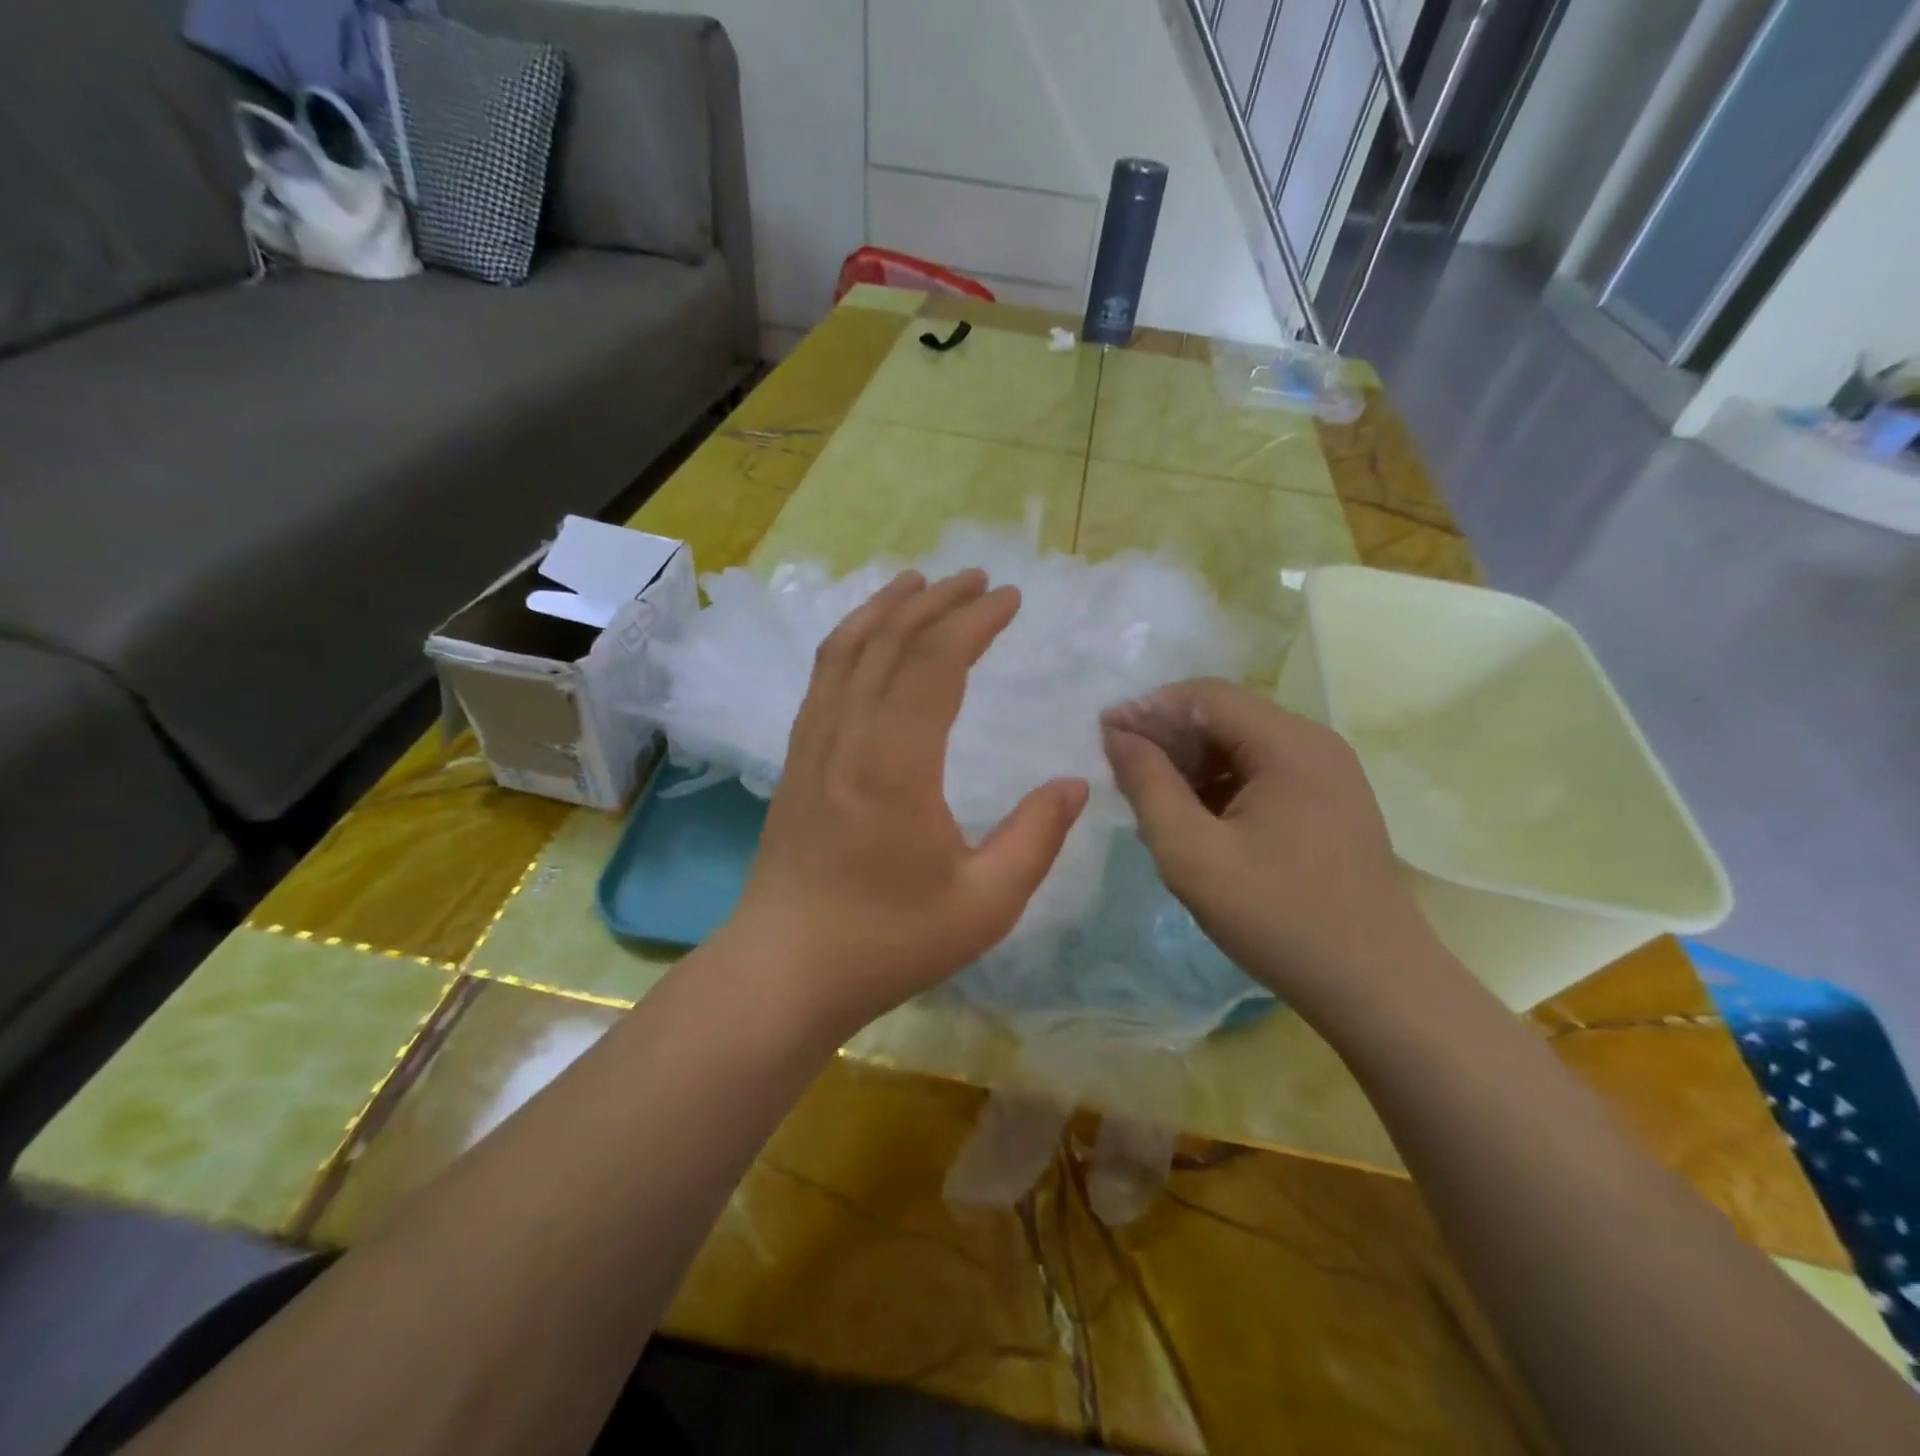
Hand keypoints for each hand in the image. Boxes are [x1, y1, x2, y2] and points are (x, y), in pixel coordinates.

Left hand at [723, 569, 1089, 1040]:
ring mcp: (812, 745)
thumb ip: (1035, 838)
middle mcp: (847, 737)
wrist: (784, 971)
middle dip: (937, 601)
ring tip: (919, 582)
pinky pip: (823, 678)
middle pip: (890, 642)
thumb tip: (1074, 784)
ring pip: (846, 650)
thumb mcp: (984, 904)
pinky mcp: (796, 760)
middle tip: (979, 579)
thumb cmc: (886, 942)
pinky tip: (868, 640)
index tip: (1009, 597)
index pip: (935, 663)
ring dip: (886, 608)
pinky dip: (851, 640)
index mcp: (894, 764)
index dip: (974, 621)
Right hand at [1102, 678, 1453, 1024]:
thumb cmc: (1278, 918)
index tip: (1102, 737)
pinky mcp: (1329, 802)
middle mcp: (1314, 743)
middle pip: (1225, 715)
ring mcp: (1328, 773)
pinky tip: (1195, 816)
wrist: (1376, 987)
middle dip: (1168, 735)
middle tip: (1122, 771)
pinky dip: (1221, 783)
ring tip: (1151, 797)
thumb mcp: (1192, 854)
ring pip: (1242, 743)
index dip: (1147, 709)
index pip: (1204, 696)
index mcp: (1288, 744)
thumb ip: (1148, 786)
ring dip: (1192, 761)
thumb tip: (1118, 736)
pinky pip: (1263, 771)